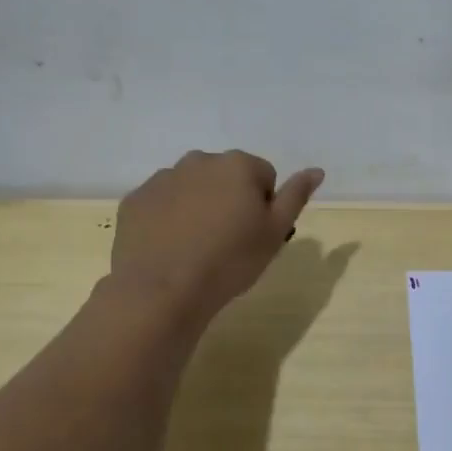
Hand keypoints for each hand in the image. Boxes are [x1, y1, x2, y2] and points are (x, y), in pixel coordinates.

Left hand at [105, 149, 323, 325]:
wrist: (163, 290)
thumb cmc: (230, 260)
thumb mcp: (276, 232)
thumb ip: (296, 196)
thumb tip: (316, 170)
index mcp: (238, 165)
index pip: (265, 176)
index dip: (264, 206)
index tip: (255, 234)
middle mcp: (199, 160)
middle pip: (226, 176)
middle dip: (230, 199)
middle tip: (228, 240)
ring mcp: (163, 178)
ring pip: (193, 187)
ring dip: (200, 205)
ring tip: (197, 246)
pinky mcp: (135, 200)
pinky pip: (162, 202)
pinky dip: (169, 217)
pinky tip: (171, 246)